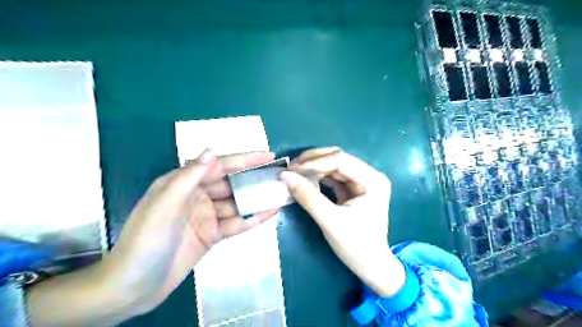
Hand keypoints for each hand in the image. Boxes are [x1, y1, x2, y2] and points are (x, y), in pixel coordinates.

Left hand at [105, 149, 279, 313]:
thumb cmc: (147, 239)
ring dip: (257, 199)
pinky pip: (236, 223)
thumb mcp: (165, 204)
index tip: (267, 155)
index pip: (220, 166)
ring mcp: (206, 216)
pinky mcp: (212, 234)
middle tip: (278, 175)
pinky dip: (253, 218)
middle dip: (254, 178)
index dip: (245, 159)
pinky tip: (271, 212)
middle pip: (232, 183)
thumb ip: (189, 176)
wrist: (134, 286)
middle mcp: (197, 195)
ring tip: (280, 193)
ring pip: (237, 203)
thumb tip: (212, 151)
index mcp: (184, 183)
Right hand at [281, 147, 405, 297]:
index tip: (292, 168)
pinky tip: (304, 179)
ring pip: (334, 166)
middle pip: (338, 159)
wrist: (371, 267)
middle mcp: (369, 176)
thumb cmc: (356, 246)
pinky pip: (333, 177)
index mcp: (372, 180)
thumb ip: (308, 197)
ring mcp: (361, 182)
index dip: (315, 162)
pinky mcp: (353, 190)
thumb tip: (284, 175)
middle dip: (313, 161)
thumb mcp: (330, 221)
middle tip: (291, 167)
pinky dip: (318, 177)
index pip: (341, 160)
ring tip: (294, 172)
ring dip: (314, 168)